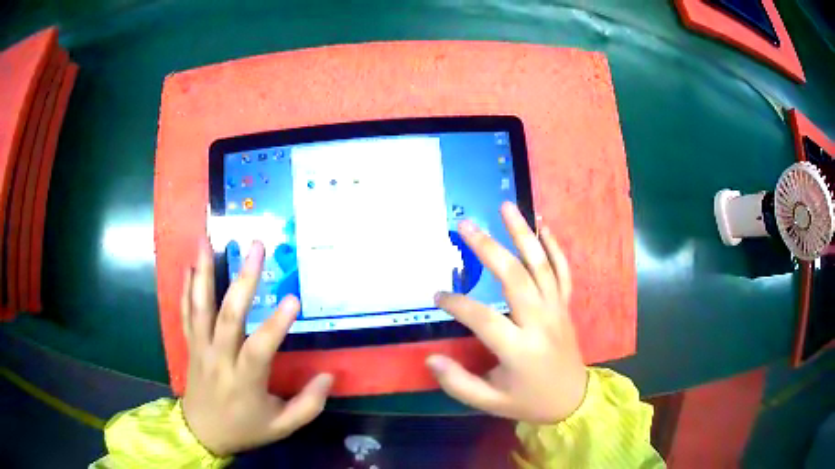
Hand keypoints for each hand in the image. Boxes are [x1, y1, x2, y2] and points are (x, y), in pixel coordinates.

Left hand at [181, 238, 332, 455]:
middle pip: (228, 315)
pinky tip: (190, 266)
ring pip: (200, 306)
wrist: (202, 434)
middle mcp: (219, 358)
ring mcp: (201, 348)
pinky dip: (186, 288)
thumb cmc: (244, 429)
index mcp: (244, 380)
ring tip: (206, 239)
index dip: (276, 324)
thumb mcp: (282, 426)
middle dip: (243, 279)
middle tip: (255, 247)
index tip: (293, 298)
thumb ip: (308, 404)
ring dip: (204, 272)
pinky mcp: (190, 345)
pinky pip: (185, 313)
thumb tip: (329, 376)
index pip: (260, 347)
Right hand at [426, 202, 586, 423]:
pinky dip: (554, 247)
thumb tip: (431, 359)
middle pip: (515, 277)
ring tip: (505, 206)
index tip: (438, 294)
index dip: (457, 304)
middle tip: (465, 225)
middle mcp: (540, 322)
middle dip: (488, 248)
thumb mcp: (490, 402)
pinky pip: (563, 271)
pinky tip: (543, 226)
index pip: (483, 318)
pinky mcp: (565, 306)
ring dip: (523, 234)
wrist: (573, 399)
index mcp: (520, 349)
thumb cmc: (529, 401)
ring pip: (541, 265)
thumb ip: (459, 383)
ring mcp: (557, 309)